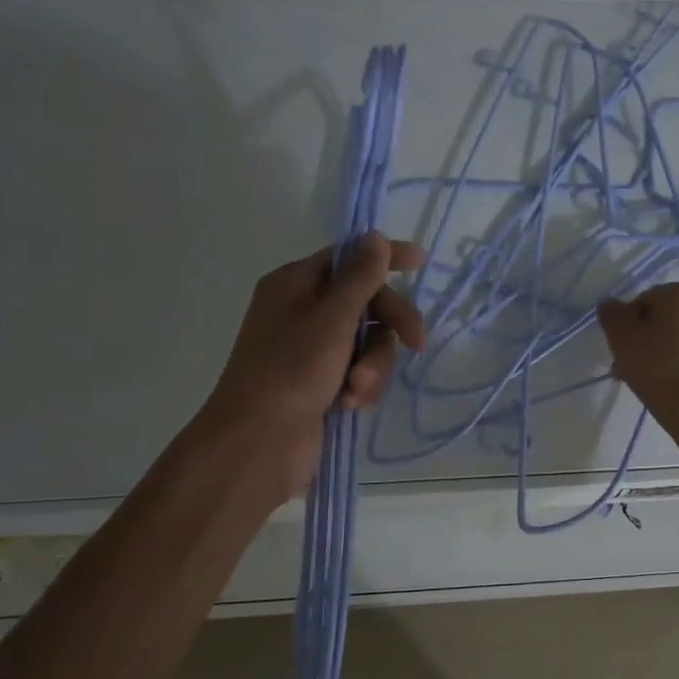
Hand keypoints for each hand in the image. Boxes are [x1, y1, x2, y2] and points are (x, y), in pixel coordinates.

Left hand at [202, 233, 426, 500]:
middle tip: (416, 343)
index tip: (421, 262)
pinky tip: (348, 405)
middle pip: (366, 302)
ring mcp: (311, 349)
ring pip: (367, 342)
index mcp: (296, 284)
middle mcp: (302, 311)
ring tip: (357, 388)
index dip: (385, 258)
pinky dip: (359, 386)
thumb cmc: (292, 369)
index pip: (348, 257)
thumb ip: (360, 276)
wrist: (257, 443)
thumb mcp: (332, 317)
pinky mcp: (320, 382)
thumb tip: (375, 236)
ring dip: (373, 365)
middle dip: (389, 326)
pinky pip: (358, 370)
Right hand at [597, 282, 678, 430]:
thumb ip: (612, 314)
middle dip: (651, 339)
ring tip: (656, 383)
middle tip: (635, 367)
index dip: (629, 325)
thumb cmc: (659, 368)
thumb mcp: (622, 338)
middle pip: (670, 320)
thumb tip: (610, 304)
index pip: (645, 301)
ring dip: (672, 353)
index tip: (622, 350)